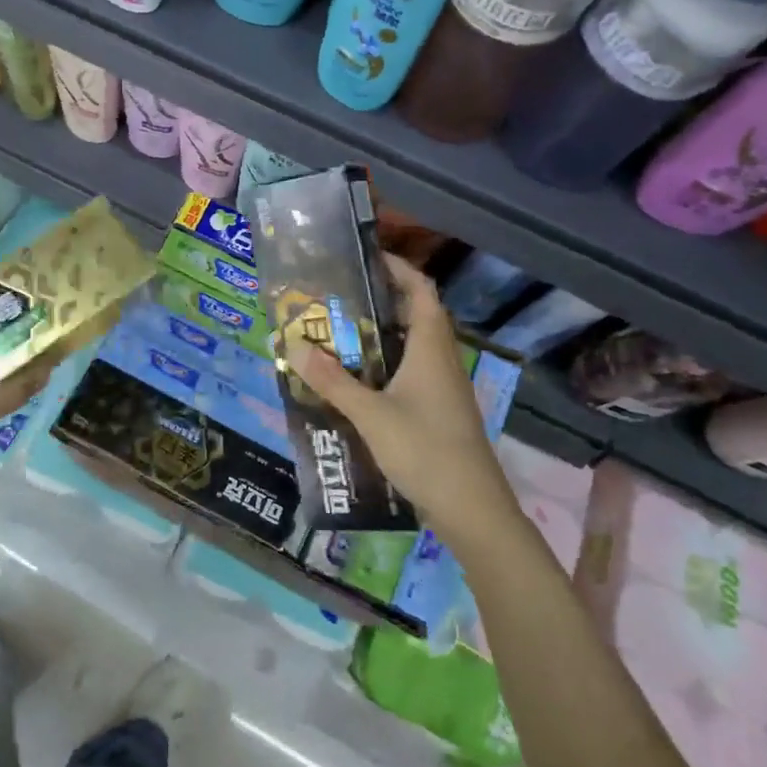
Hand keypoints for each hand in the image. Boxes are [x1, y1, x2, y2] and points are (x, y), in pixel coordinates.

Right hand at [293, 253, 516, 543]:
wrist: (472, 509)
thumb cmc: (425, 450)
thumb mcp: (370, 414)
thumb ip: (332, 380)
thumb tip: (294, 344)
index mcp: (430, 348)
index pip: (420, 290)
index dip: (398, 268)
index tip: (365, 257)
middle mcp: (441, 359)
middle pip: (416, 314)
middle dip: (381, 299)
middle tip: (339, 295)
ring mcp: (444, 387)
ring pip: (413, 345)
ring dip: (382, 333)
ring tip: (340, 331)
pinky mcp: (440, 410)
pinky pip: (412, 371)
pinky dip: (387, 363)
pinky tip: (359, 379)